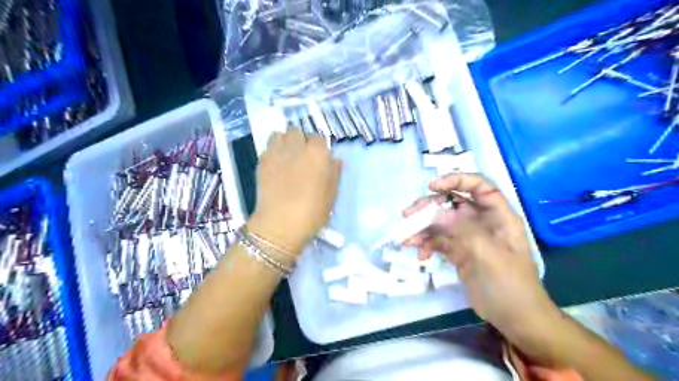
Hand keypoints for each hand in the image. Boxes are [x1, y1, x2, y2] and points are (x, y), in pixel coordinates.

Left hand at [248, 127, 339, 258]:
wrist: (280, 224)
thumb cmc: (312, 212)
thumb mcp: (332, 195)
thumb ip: (334, 173)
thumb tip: (334, 159)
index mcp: (318, 153)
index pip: (319, 138)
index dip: (319, 148)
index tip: (318, 160)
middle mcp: (297, 146)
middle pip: (298, 131)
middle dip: (301, 140)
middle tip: (302, 157)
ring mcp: (277, 151)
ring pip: (281, 134)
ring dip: (285, 141)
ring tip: (287, 156)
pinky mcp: (262, 160)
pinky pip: (268, 146)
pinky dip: (273, 150)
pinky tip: (276, 164)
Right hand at [402, 174, 556, 339]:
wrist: (514, 317)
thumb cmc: (509, 284)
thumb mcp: (488, 254)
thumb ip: (461, 230)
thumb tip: (433, 213)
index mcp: (497, 215)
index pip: (478, 186)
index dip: (456, 180)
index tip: (432, 186)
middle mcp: (481, 221)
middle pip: (452, 203)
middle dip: (429, 207)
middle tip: (408, 214)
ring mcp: (468, 237)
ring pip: (441, 222)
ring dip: (422, 228)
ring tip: (407, 239)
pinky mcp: (458, 251)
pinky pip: (438, 241)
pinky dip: (426, 245)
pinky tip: (419, 254)